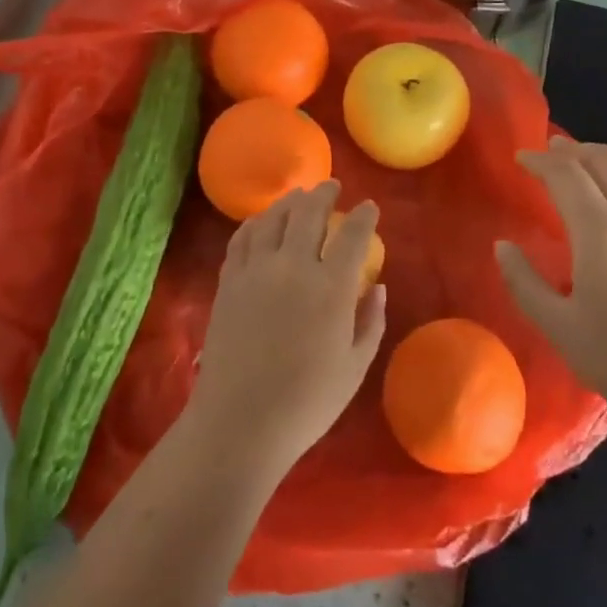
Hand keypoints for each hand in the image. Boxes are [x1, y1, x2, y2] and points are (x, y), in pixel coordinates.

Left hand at [188, 181, 386, 477]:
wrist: (240, 421)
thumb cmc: (307, 402)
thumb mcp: (354, 367)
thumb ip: (370, 322)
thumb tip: (377, 286)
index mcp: (331, 288)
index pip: (352, 235)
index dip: (364, 216)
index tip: (370, 207)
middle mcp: (293, 266)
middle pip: (308, 213)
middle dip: (324, 193)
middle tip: (331, 186)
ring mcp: (256, 270)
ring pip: (273, 218)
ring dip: (290, 201)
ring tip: (298, 197)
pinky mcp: (229, 280)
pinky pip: (242, 237)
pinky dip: (256, 222)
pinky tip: (261, 222)